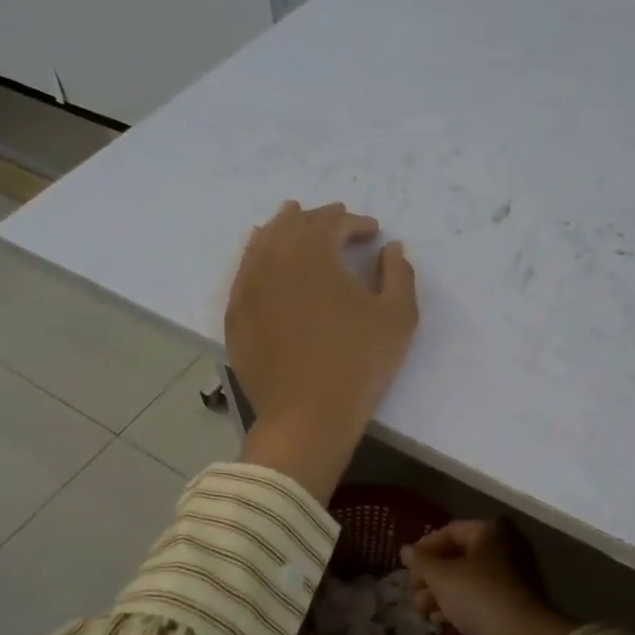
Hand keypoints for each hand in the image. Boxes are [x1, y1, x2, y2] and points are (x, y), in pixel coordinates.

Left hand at [228, 201, 418, 502]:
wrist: (306, 416)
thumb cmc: (358, 364)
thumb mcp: (397, 318)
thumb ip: (399, 274)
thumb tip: (391, 248)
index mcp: (313, 253)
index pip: (334, 222)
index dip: (356, 223)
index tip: (373, 232)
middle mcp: (274, 259)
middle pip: (293, 223)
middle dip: (319, 218)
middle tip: (338, 222)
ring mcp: (248, 286)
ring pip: (263, 241)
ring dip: (284, 228)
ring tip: (294, 222)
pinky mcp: (236, 313)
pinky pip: (245, 270)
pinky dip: (259, 256)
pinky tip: (264, 259)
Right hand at [402, 519, 573, 634]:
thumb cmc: (479, 596)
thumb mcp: (442, 577)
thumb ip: (421, 561)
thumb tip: (405, 550)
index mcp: (490, 530)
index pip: (449, 531)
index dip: (424, 548)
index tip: (406, 568)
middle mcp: (506, 544)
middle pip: (459, 555)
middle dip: (432, 575)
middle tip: (413, 592)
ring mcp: (514, 572)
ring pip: (469, 576)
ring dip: (442, 591)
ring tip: (422, 610)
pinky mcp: (516, 598)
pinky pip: (482, 593)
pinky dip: (460, 602)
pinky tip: (441, 619)